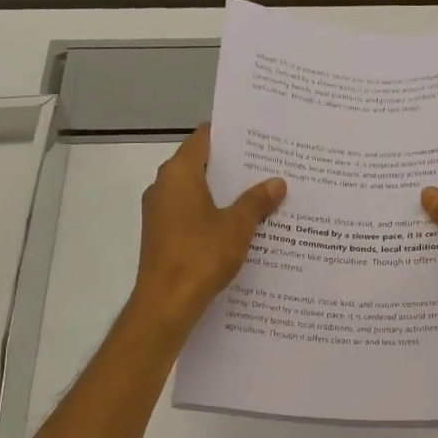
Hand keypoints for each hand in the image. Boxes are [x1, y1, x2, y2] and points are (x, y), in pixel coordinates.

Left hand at [131, 126, 285, 336]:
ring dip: (225, 193)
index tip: (257, 137)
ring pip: (197, 191)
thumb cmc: (201, 255)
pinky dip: (213, 213)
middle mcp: (164, 186)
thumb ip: (257, 201)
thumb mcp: (238, 226)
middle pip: (201, 164)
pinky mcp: (162, 234)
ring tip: (261, 194)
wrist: (166, 303)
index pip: (204, 138)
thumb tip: (277, 182)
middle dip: (233, 166)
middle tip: (269, 166)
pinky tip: (241, 225)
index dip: (230, 135)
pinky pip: (191, 213)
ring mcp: (160, 212)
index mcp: (179, 173)